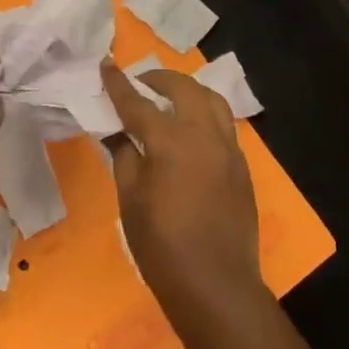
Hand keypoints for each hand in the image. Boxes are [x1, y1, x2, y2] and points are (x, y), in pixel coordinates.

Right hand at [100, 60, 261, 314]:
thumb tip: (118, 133)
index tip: (107, 64)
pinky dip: (205, 115)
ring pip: (213, 101)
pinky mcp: (242, 167)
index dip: (119, 83)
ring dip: (189, 92)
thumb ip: (124, 156)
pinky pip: (224, 125)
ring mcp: (229, 150)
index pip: (137, 102)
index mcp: (170, 142)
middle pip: (184, 89)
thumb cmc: (161, 245)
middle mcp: (204, 136)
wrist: (215, 284)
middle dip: (160, 79)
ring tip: (170, 100)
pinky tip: (190, 132)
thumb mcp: (130, 199)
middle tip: (140, 84)